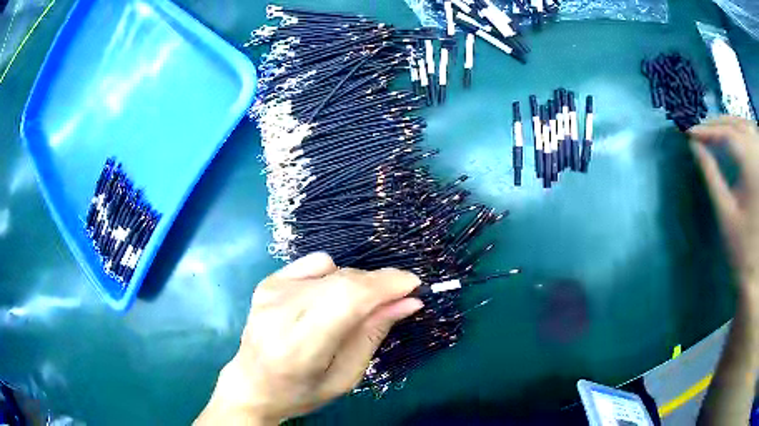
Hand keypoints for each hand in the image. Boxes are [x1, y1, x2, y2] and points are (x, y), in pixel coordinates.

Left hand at [194, 252, 421, 424]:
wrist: (252, 384)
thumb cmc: (302, 391)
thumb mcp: (346, 376)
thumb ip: (374, 334)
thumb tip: (409, 301)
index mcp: (299, 346)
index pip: (348, 299)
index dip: (385, 285)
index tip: (413, 285)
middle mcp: (280, 311)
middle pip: (343, 280)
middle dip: (379, 284)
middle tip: (397, 299)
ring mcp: (271, 291)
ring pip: (333, 268)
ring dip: (358, 283)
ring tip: (356, 309)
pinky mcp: (268, 281)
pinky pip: (316, 263)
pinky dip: (334, 275)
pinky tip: (329, 297)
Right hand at [689, 116, 758, 299]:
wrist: (755, 274)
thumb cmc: (741, 248)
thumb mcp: (725, 212)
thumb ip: (711, 175)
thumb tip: (694, 146)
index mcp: (750, 164)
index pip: (726, 135)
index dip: (706, 131)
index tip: (688, 132)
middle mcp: (758, 154)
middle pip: (737, 124)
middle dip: (717, 123)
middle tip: (699, 127)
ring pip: (745, 125)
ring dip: (730, 122)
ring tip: (716, 127)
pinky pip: (753, 136)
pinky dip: (743, 128)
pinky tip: (737, 132)